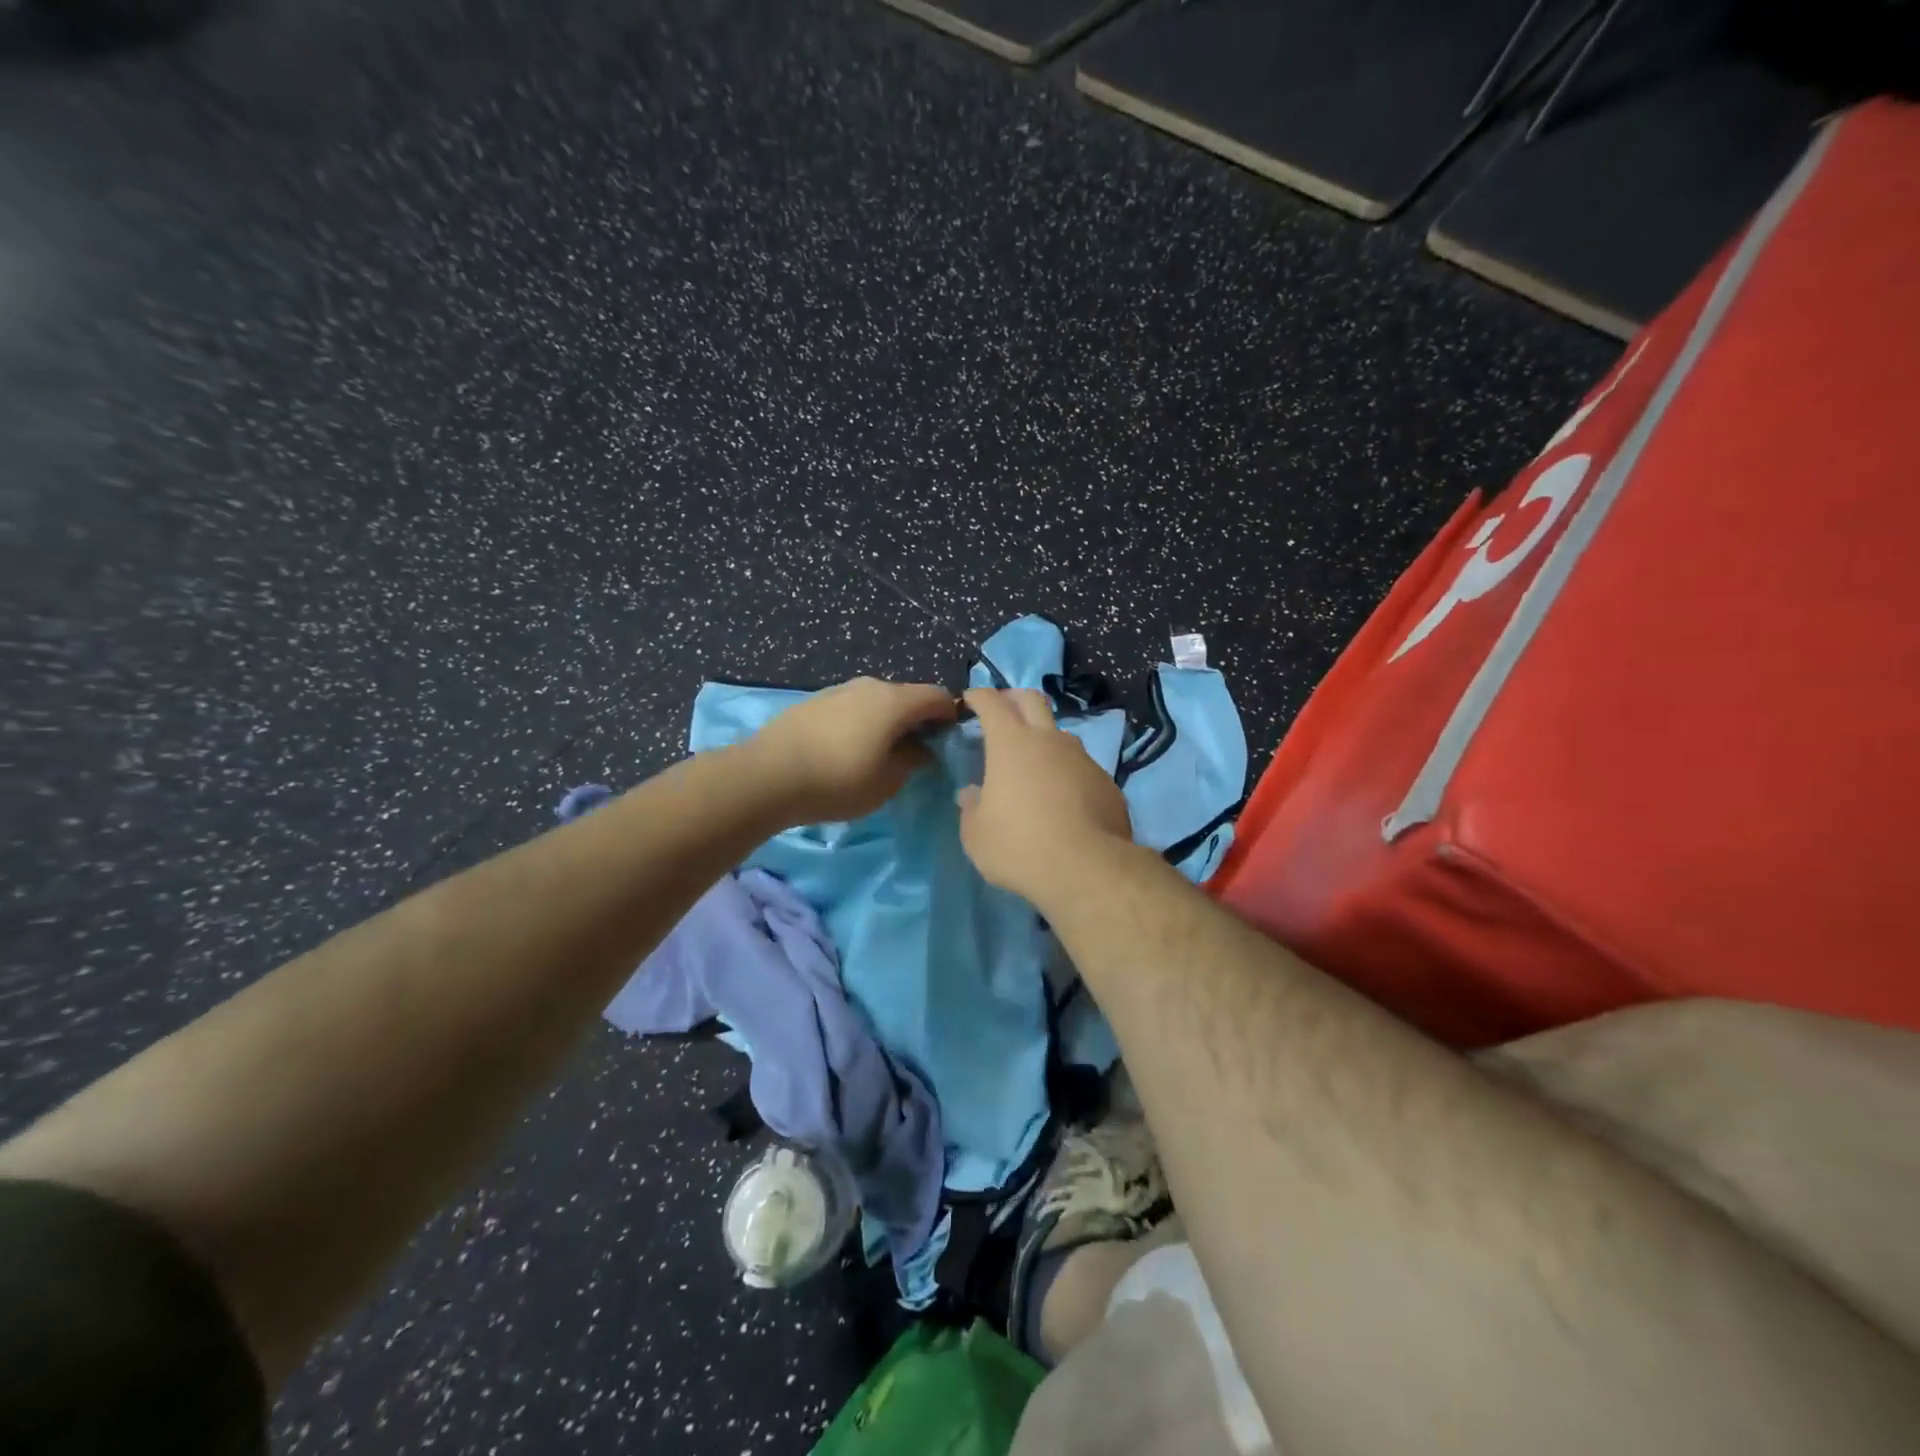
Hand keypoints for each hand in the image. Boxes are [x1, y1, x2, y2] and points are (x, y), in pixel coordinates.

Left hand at [746, 676, 957, 823]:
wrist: (767, 776)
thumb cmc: (838, 781)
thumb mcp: (887, 782)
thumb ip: (913, 761)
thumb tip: (921, 748)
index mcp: (894, 701)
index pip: (938, 696)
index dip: (951, 716)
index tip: (950, 743)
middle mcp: (869, 685)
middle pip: (907, 696)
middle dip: (918, 721)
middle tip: (918, 753)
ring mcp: (839, 690)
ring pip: (877, 701)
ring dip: (887, 722)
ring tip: (881, 754)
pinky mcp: (815, 701)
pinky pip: (853, 708)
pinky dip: (862, 723)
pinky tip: (849, 750)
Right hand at [956, 687, 1132, 903]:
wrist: (1087, 869)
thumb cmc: (1019, 847)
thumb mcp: (977, 836)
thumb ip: (971, 809)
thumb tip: (971, 794)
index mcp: (1011, 744)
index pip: (992, 703)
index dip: (979, 696)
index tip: (970, 699)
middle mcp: (1049, 740)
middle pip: (1032, 700)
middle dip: (1013, 698)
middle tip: (1003, 710)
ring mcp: (1082, 759)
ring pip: (1061, 733)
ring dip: (1044, 737)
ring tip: (1034, 761)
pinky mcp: (1106, 782)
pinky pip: (1081, 766)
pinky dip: (1066, 771)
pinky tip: (1063, 797)